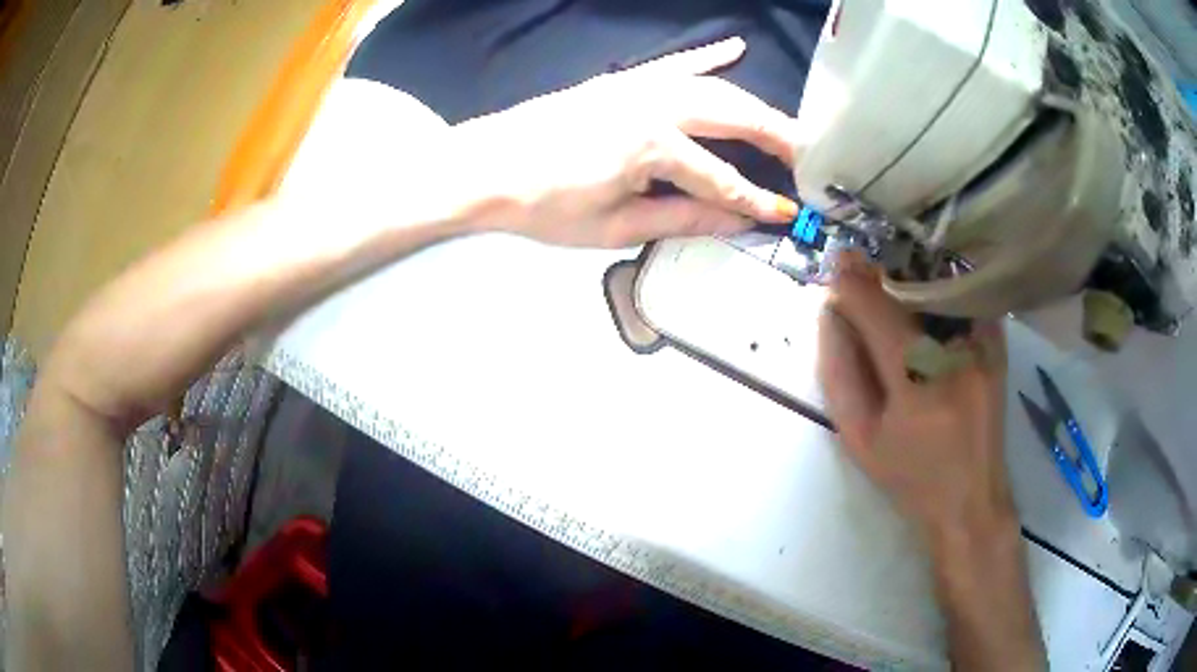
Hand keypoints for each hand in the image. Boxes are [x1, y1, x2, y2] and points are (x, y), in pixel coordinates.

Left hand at [451, 37, 800, 247]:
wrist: (485, 167)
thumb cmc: (544, 205)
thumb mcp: (614, 226)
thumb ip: (683, 217)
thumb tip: (738, 222)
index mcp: (653, 145)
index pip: (722, 178)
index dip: (756, 201)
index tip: (787, 214)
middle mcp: (655, 104)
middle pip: (734, 114)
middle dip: (778, 137)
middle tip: (811, 157)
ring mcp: (638, 84)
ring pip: (714, 87)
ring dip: (754, 105)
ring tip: (785, 127)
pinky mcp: (621, 79)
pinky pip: (674, 63)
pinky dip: (707, 57)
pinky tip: (734, 48)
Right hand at [816, 256, 1015, 539]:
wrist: (971, 499)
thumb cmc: (910, 476)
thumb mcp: (859, 438)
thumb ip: (839, 373)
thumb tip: (829, 314)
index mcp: (917, 389)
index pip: (879, 315)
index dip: (854, 285)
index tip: (836, 265)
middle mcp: (957, 357)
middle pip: (911, 291)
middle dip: (880, 273)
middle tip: (856, 262)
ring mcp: (984, 346)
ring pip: (941, 287)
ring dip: (910, 277)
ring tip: (888, 281)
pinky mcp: (998, 344)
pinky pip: (964, 299)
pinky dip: (939, 290)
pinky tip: (924, 299)